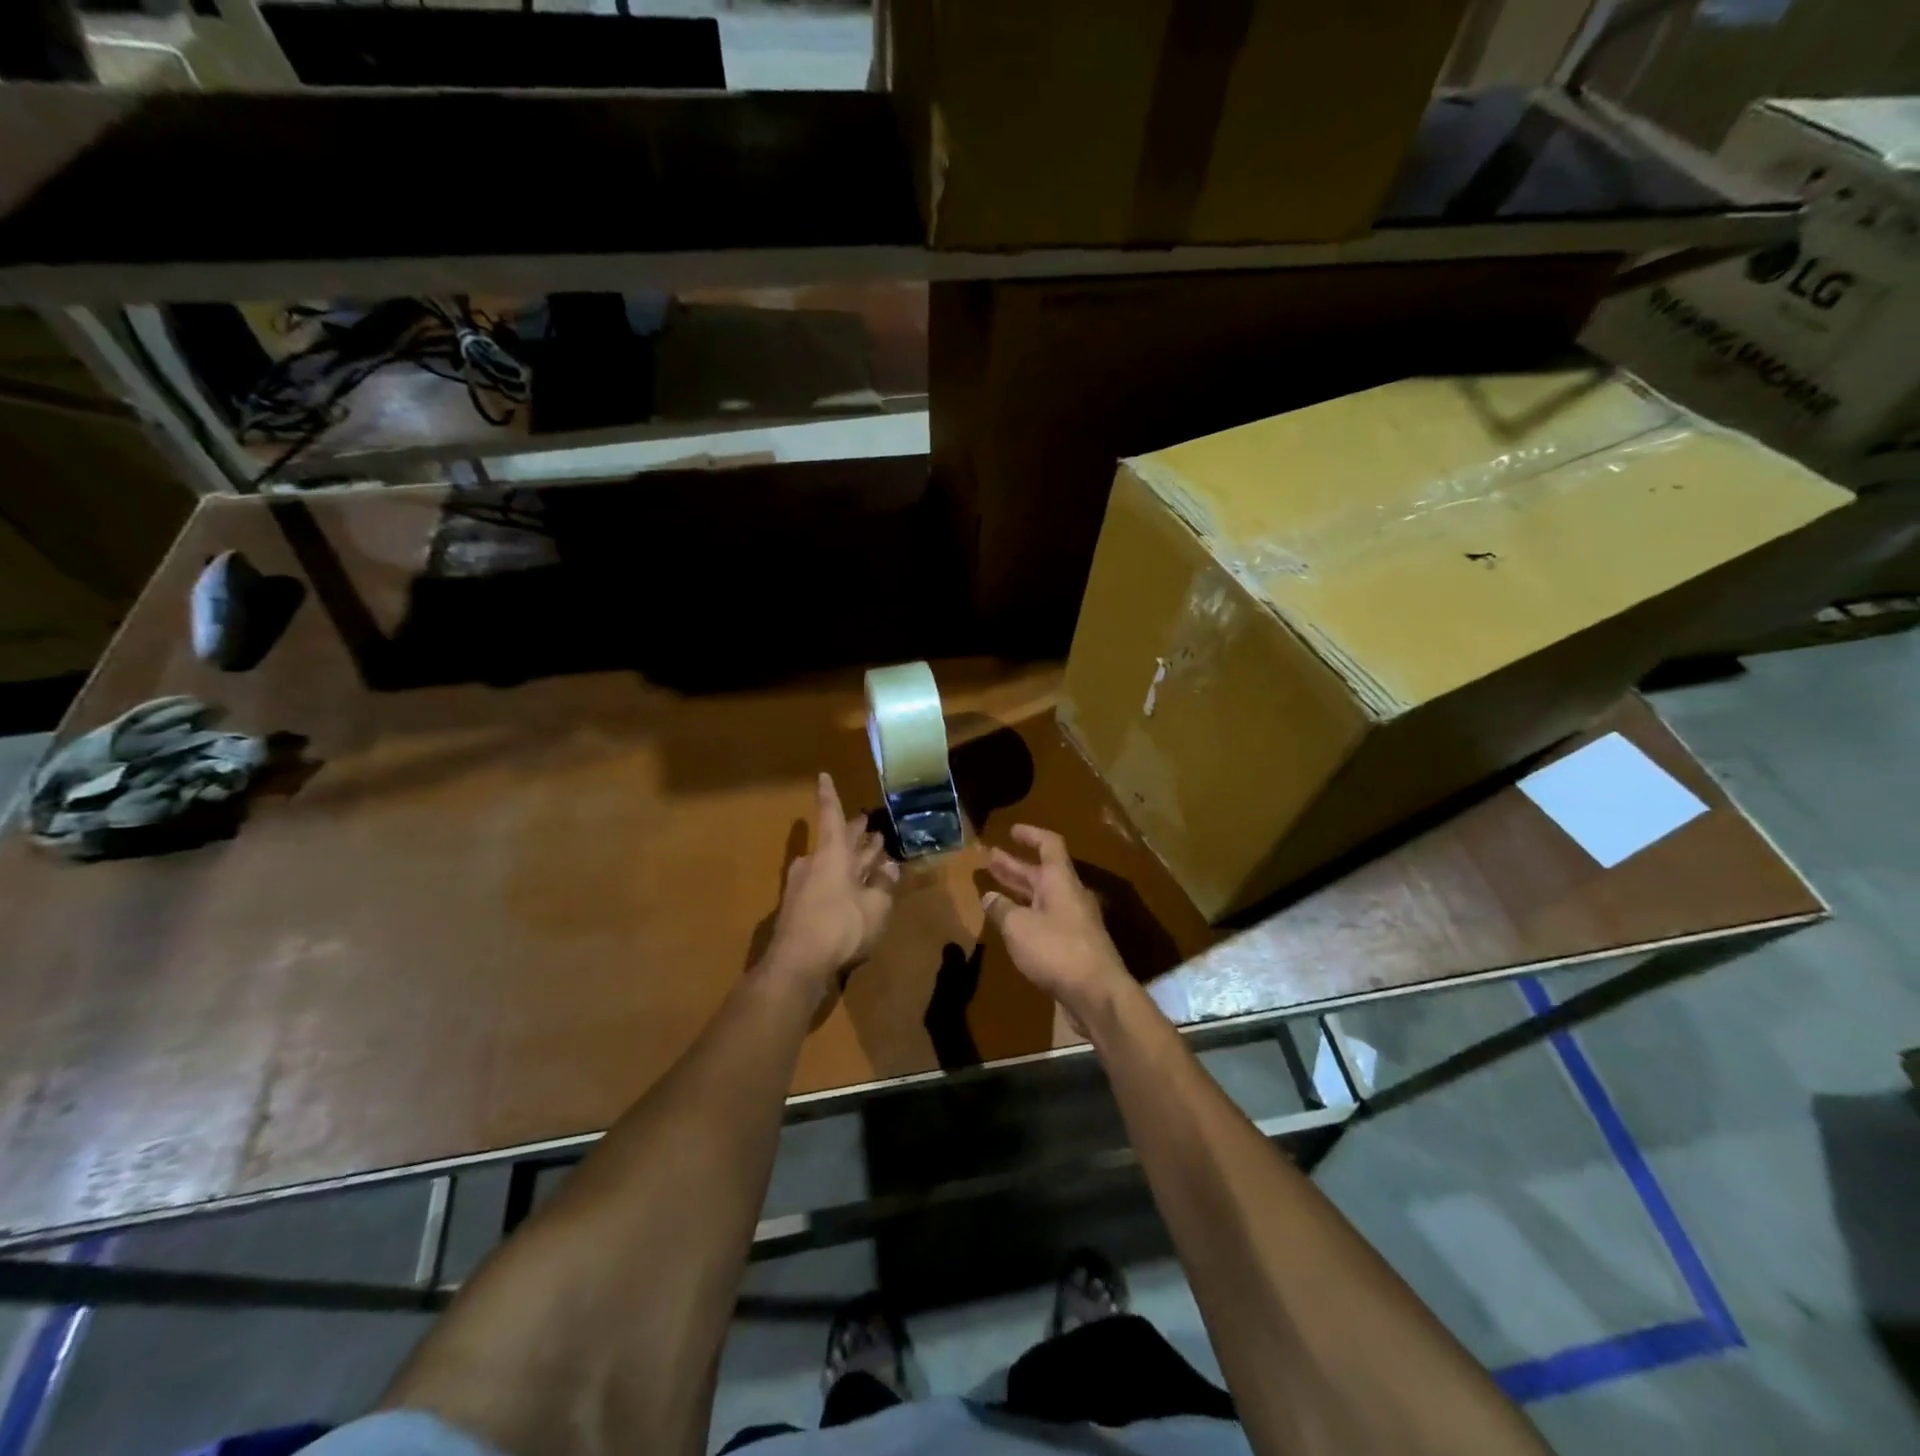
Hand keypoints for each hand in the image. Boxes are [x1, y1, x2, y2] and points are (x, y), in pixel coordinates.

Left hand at [762, 773, 900, 993]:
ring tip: (874, 855)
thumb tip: (890, 868)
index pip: (831, 816)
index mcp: (832, 854)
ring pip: (833, 863)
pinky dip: (844, 881)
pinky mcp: (800, 909)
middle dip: (855, 833)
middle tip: (870, 824)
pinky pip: (827, 884)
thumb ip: (883, 885)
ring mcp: (804, 887)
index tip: (823, 775)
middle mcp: (815, 863)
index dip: (830, 795)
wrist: (797, 966)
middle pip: (836, 841)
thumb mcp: (875, 907)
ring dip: (853, 859)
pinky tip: (858, 890)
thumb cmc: (840, 927)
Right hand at [982, 825, 1129, 1018]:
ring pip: (1041, 897)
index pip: (1049, 845)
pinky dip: (1025, 915)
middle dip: (1014, 865)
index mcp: (1060, 881)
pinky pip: (1045, 920)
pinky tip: (1009, 924)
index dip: (1031, 835)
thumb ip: (1001, 909)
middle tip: (989, 858)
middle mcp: (1069, 896)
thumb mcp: (1019, 927)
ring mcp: (1073, 922)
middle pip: (1041, 872)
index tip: (1011, 830)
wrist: (1097, 995)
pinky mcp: (1072, 946)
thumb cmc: (1057, 950)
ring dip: (1018, 890)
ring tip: (992, 888)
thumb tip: (989, 897)